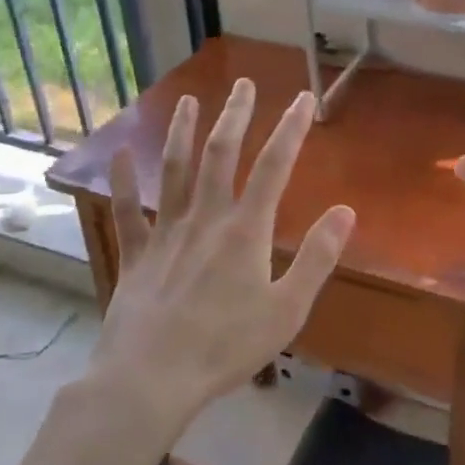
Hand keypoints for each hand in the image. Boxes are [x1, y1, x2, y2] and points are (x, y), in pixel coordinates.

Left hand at [92, 80, 354, 431]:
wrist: (150, 380)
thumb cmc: (225, 347)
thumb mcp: (287, 309)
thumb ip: (318, 258)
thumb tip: (345, 211)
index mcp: (245, 230)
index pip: (274, 166)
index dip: (290, 128)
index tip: (301, 98)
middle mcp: (205, 218)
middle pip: (221, 154)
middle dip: (235, 115)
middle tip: (242, 83)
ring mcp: (165, 233)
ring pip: (174, 170)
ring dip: (182, 132)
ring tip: (189, 101)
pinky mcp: (135, 255)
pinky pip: (127, 211)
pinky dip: (123, 182)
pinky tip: (118, 154)